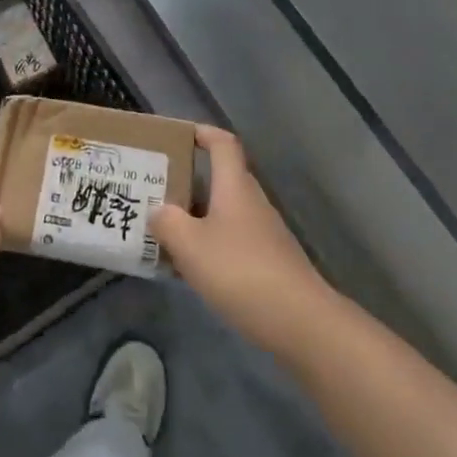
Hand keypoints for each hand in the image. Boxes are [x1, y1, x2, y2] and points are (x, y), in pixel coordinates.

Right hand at [151, 126, 333, 363]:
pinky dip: (210, 244)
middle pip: (221, 179)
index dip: (203, 133)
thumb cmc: (240, 271)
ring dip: (196, 216)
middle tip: (156, 188)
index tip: (179, 134)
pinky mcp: (268, 263)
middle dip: (189, 180)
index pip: (223, 144)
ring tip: (164, 228)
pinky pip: (232, 241)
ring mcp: (264, 234)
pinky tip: (190, 267)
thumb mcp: (190, 245)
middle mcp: (252, 203)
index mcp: (235, 187)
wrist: (300, 323)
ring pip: (224, 213)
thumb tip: (158, 211)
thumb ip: (167, 222)